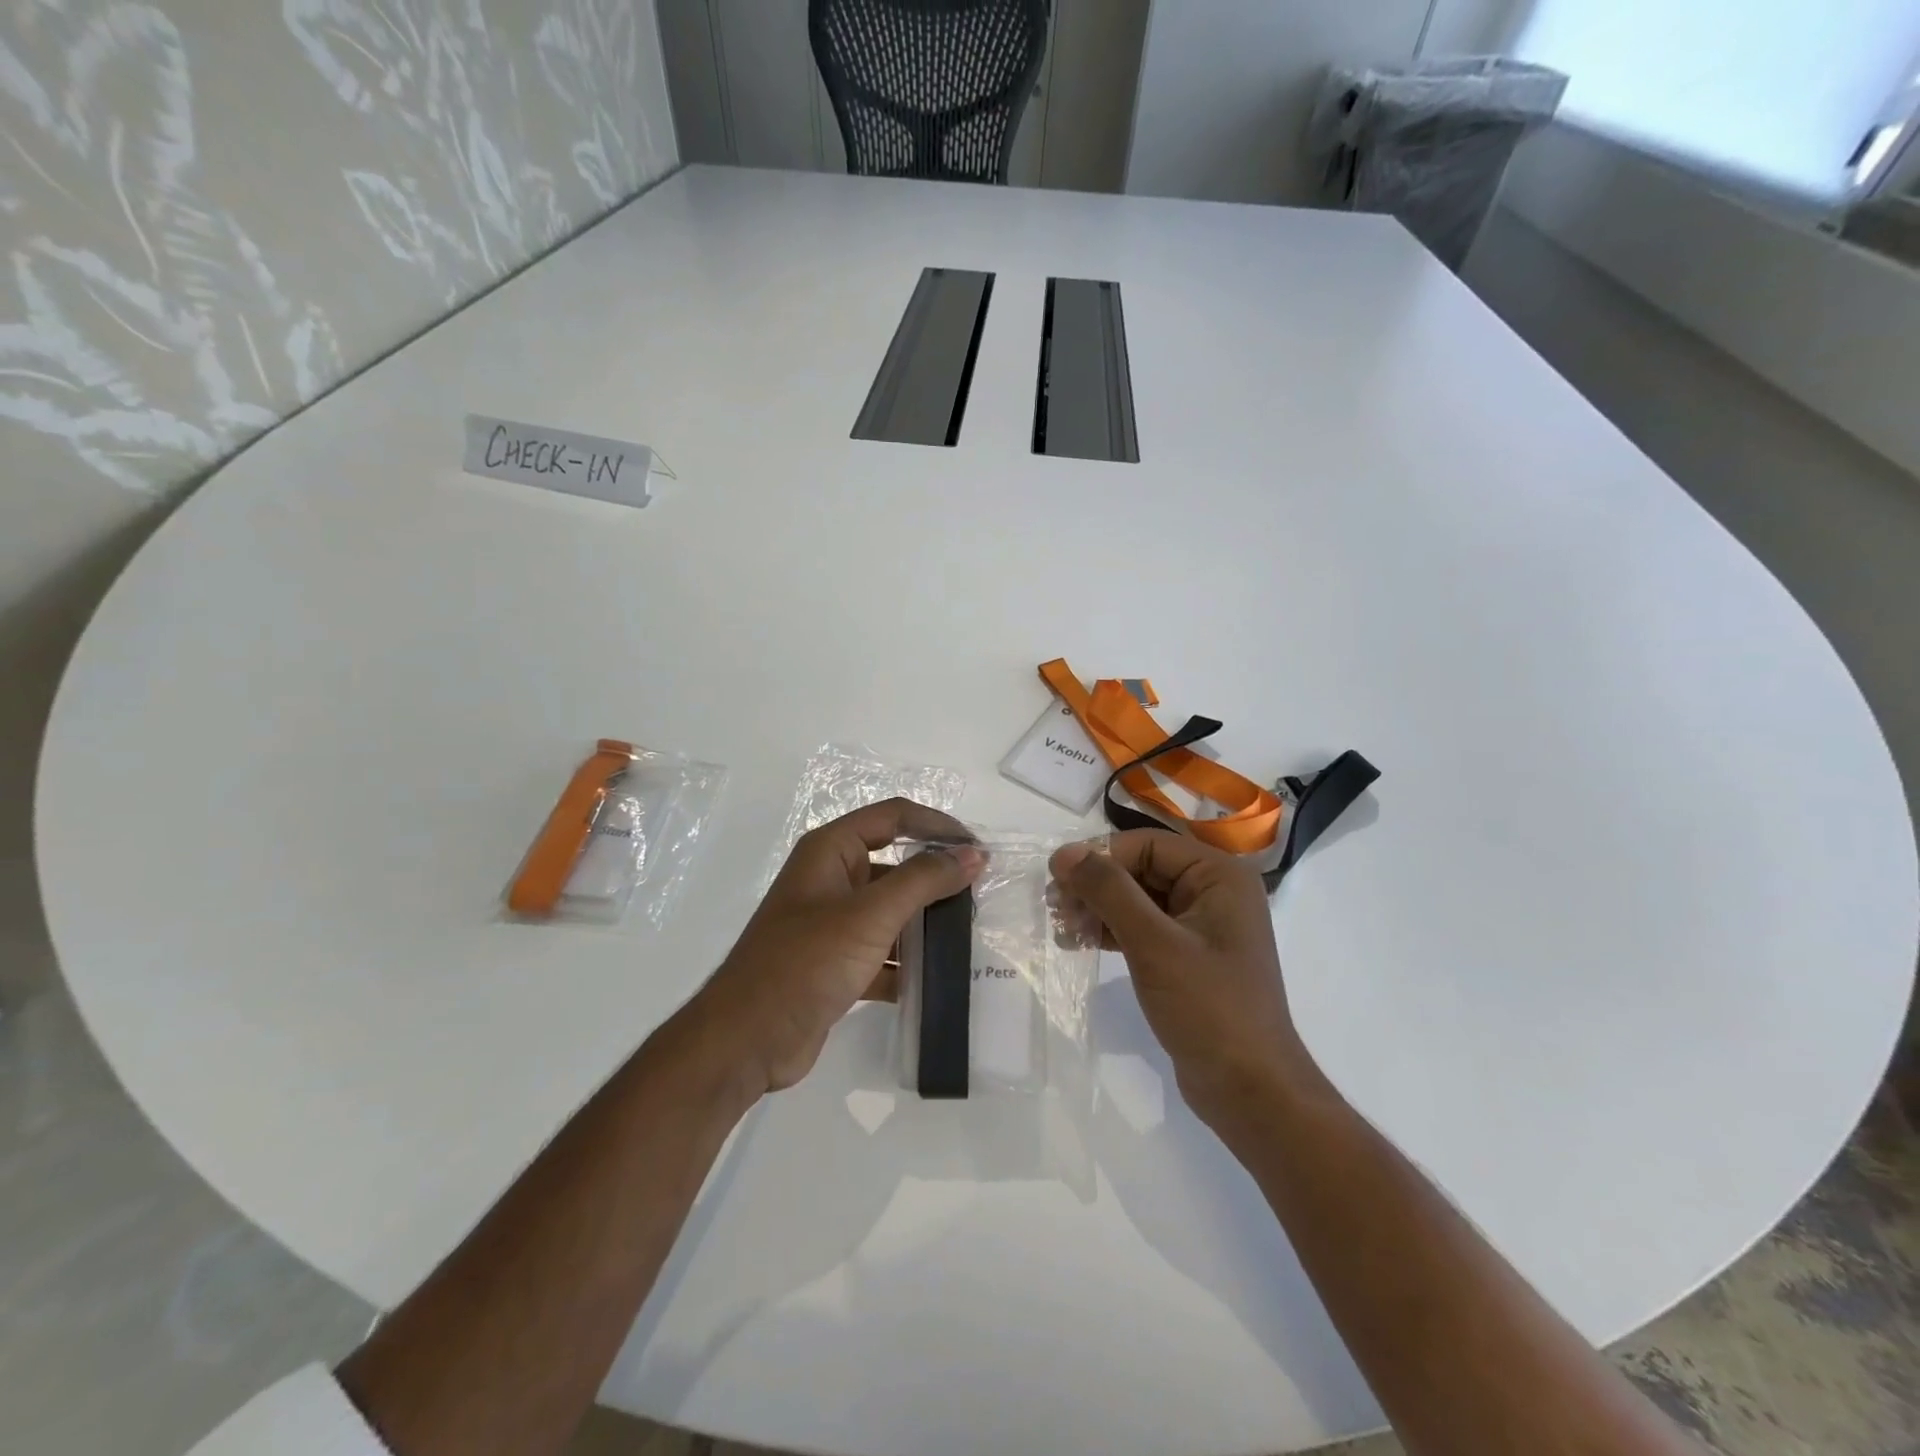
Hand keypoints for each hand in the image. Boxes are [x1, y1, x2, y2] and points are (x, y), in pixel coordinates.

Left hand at [690, 799, 985, 1095]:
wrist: (748, 1039)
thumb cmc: (807, 961)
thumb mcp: (870, 914)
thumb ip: (924, 880)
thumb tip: (973, 855)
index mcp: (830, 851)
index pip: (894, 817)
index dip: (937, 826)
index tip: (977, 850)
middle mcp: (831, 879)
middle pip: (895, 864)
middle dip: (935, 877)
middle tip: (979, 895)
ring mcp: (832, 923)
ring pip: (891, 910)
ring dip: (925, 922)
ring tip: (968, 937)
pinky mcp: (836, 963)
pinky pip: (882, 950)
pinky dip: (907, 961)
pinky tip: (937, 979)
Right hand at [1050, 831, 1314, 1124]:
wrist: (1251, 1091)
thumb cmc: (1208, 1007)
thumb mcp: (1153, 943)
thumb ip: (1109, 890)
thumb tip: (1065, 852)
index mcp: (1219, 876)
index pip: (1147, 845)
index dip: (1099, 857)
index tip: (1056, 881)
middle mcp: (1214, 891)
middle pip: (1142, 869)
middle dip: (1096, 886)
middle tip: (1055, 909)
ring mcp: (1203, 926)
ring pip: (1139, 899)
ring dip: (1099, 909)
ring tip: (1062, 928)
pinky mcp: (1190, 956)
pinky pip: (1145, 927)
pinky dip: (1113, 931)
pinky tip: (1080, 942)